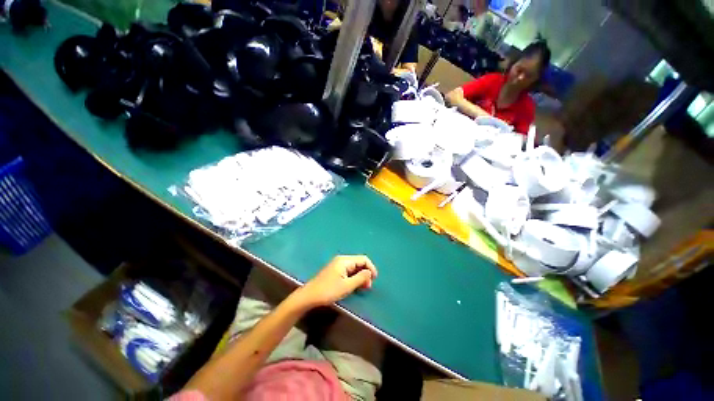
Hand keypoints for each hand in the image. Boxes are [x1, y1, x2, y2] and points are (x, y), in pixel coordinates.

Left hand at [295, 255, 377, 307]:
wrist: (309, 296)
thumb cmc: (329, 291)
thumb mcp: (347, 286)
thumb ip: (360, 278)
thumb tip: (370, 272)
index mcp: (345, 260)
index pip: (363, 259)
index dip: (371, 268)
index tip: (374, 279)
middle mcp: (342, 260)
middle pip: (359, 262)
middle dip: (365, 273)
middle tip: (368, 286)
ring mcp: (337, 265)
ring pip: (354, 267)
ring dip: (360, 276)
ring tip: (362, 287)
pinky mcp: (335, 271)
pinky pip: (348, 271)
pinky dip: (354, 277)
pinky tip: (354, 285)